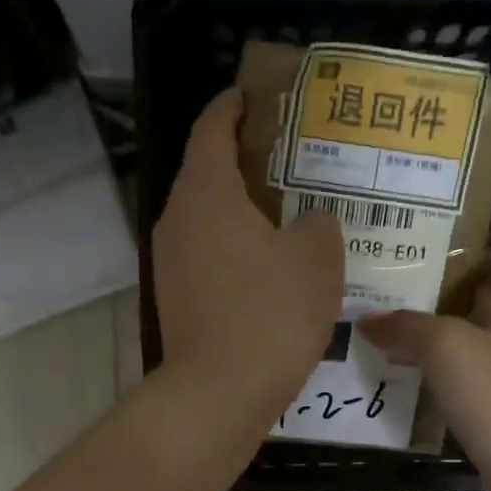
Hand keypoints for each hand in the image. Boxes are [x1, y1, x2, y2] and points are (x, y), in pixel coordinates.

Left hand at [154, 89, 343, 416]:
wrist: (219, 393)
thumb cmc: (270, 313)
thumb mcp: (317, 259)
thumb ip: (319, 224)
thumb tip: (310, 222)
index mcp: (205, 192)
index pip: (212, 127)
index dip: (233, 106)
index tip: (255, 96)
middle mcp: (176, 220)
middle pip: (207, 173)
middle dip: (245, 160)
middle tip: (291, 159)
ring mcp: (170, 264)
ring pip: (208, 220)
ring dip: (242, 211)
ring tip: (288, 213)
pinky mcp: (176, 301)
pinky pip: (208, 257)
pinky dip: (235, 250)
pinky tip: (270, 267)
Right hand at [361, 172, 490, 490]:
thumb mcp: (452, 349)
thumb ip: (408, 329)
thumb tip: (367, 320)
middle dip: (467, 259)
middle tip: (418, 237)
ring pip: (472, 330)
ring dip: (441, 315)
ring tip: (394, 295)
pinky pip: (459, 373)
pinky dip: (433, 364)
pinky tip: (400, 362)